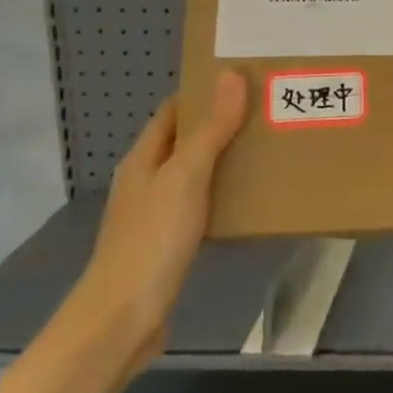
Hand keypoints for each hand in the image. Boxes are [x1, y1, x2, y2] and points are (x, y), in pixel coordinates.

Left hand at [74, 70, 248, 370]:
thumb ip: (211, 129)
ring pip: (194, 174)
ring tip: (269, 149)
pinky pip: (201, 205)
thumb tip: (231, 75)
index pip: (174, 111)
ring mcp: (155, 214)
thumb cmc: (153, 239)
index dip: (205, 92)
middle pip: (185, 140)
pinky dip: (223, 194)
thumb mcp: (186, 177)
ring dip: (225, 160)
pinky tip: (250, 200)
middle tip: (268, 113)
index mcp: (144, 158)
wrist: (124, 318)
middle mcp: (146, 180)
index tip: (246, 80)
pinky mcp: (168, 243)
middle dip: (222, 124)